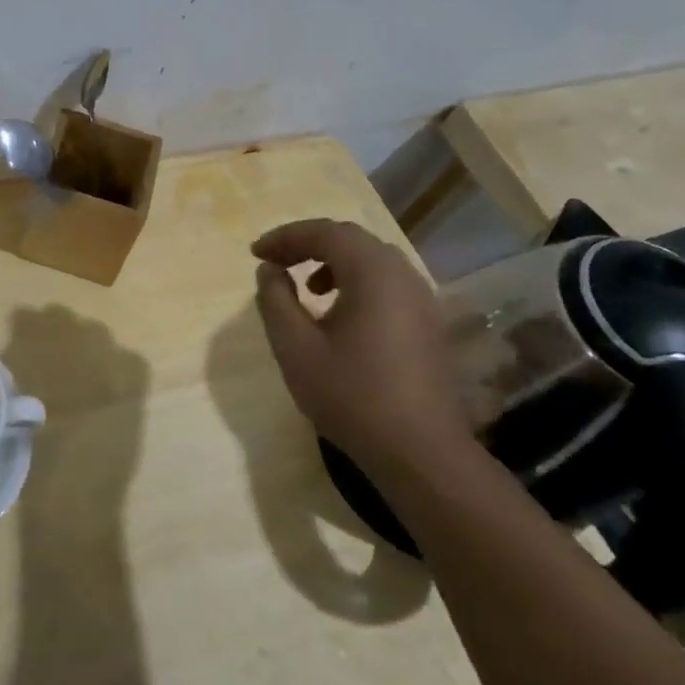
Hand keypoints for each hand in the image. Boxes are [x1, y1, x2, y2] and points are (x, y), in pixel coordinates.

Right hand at [251, 219, 470, 478]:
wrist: (420, 452)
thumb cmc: (351, 395)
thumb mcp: (295, 348)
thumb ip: (275, 300)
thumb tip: (270, 270)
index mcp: (373, 274)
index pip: (325, 233)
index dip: (285, 237)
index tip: (255, 254)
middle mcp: (403, 276)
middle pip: (351, 240)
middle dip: (308, 245)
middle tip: (275, 263)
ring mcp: (422, 300)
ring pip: (373, 260)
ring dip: (333, 263)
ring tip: (305, 289)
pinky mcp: (428, 324)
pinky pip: (388, 283)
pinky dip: (356, 282)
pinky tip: (338, 315)